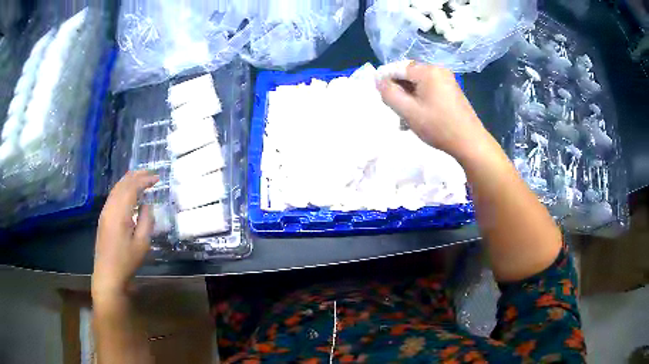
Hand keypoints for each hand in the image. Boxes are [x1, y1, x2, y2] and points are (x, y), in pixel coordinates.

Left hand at [92, 171, 158, 302]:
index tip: (157, 178)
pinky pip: (113, 196)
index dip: (145, 180)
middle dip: (136, 175)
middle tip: (150, 172)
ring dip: (128, 180)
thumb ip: (146, 221)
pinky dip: (122, 188)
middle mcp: (110, 207)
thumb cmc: (126, 261)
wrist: (108, 274)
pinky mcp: (103, 218)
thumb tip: (147, 205)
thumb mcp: (142, 244)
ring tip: (140, 177)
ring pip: (116, 188)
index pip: (132, 188)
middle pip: (122, 184)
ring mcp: (105, 212)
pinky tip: (128, 192)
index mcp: (120, 213)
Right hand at [377, 63, 489, 159]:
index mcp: (427, 71)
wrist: (470, 142)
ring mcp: (446, 80)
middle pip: (408, 75)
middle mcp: (438, 70)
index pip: (398, 67)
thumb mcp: (408, 111)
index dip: (385, 78)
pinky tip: (417, 115)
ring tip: (404, 118)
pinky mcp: (451, 90)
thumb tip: (379, 81)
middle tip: (393, 109)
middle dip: (398, 90)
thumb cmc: (439, 126)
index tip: (378, 94)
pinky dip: (419, 99)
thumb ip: (389, 94)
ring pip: (418, 84)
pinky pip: (428, 89)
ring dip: (408, 97)